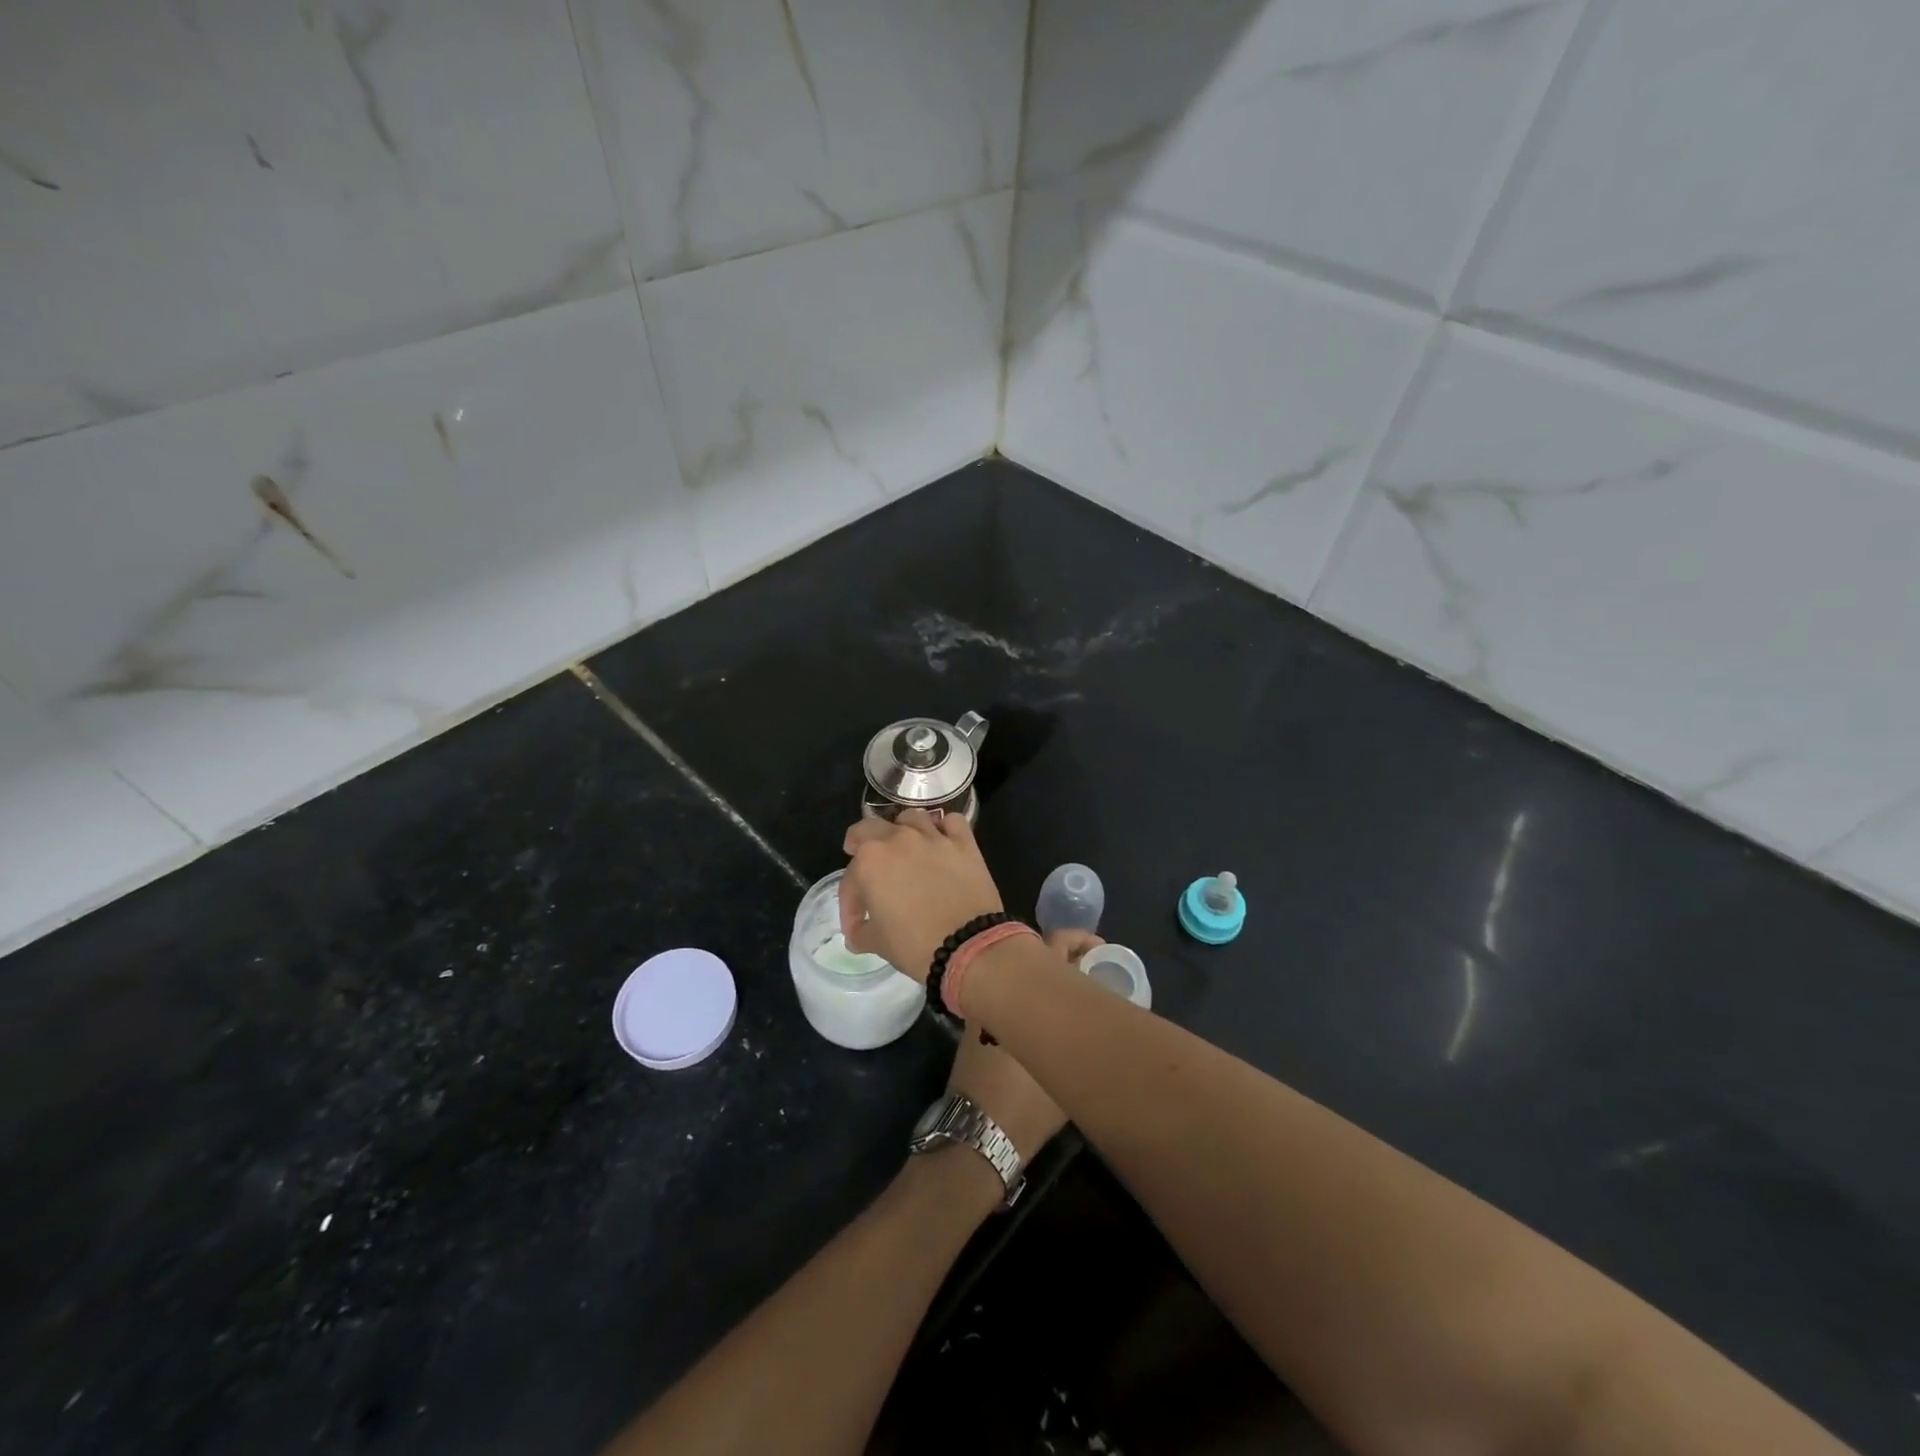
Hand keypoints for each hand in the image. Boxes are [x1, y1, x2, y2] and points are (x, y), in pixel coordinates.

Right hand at [840, 810, 1002, 981]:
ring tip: (904, 847)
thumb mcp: (876, 943)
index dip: (849, 904)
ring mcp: (933, 837)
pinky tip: (942, 842)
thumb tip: (858, 932)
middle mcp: (898, 839)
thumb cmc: (915, 945)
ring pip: (911, 818)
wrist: (968, 946)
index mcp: (870, 861)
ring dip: (901, 830)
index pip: (850, 878)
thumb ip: (861, 932)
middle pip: (871, 828)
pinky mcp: (964, 842)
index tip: (856, 925)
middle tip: (863, 858)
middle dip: (861, 843)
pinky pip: (952, 822)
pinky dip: (945, 829)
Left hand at [946, 928, 1100, 1161]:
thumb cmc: (1028, 1107)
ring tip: (1077, 990)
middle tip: (1093, 965)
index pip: (1055, 945)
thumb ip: (1088, 1041)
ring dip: (1045, 976)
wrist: (976, 1134)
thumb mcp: (1072, 1075)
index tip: (1101, 950)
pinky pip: (1007, 997)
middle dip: (1064, 954)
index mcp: (1025, 993)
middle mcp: (1000, 989)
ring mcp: (985, 1006)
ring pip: (1019, 976)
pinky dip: (1028, 997)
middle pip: (1033, 955)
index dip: (1079, 941)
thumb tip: (1106, 1023)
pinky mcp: (975, 1025)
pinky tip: (1049, 1016)